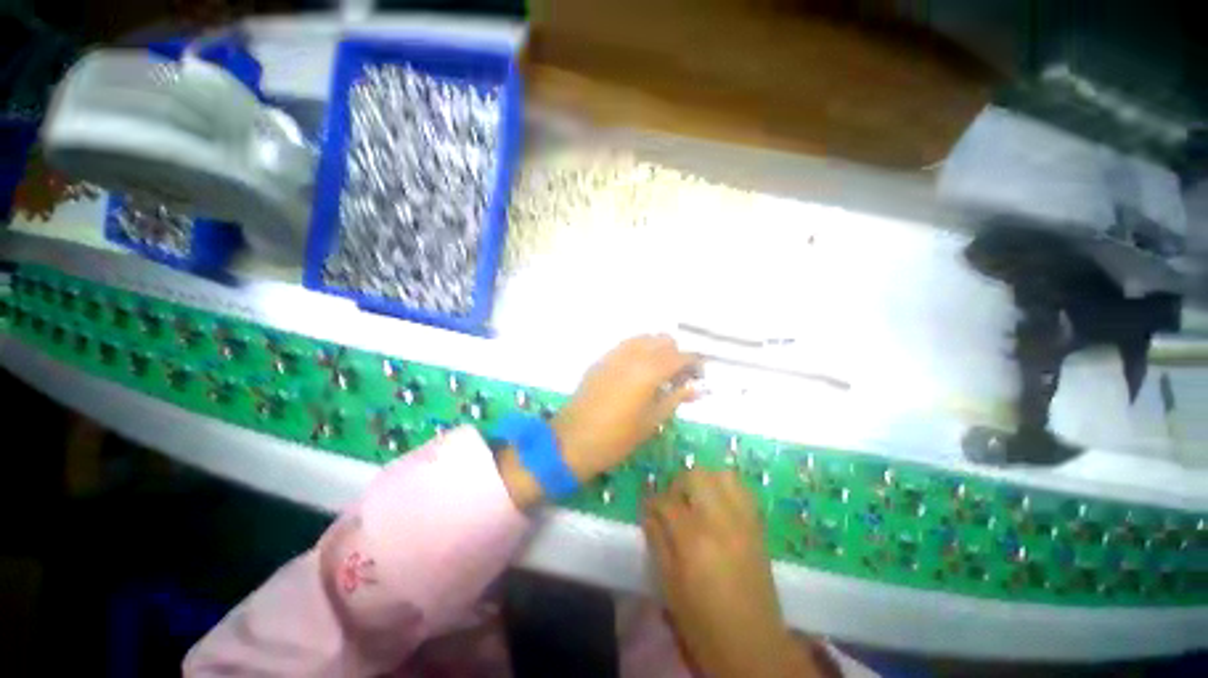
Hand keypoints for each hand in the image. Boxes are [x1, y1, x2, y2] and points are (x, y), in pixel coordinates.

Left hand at [551, 334, 699, 482]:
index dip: (695, 363)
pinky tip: (638, 373)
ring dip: (657, 350)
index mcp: (649, 371)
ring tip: (659, 374)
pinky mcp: (601, 360)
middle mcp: (633, 355)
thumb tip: (697, 387)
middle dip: (676, 353)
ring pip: (644, 338)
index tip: (700, 376)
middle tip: (679, 377)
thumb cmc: (617, 438)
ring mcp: (614, 355)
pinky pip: (626, 346)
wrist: (572, 441)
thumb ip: (675, 398)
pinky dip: (639, 351)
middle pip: (663, 340)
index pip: (681, 356)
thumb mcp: (652, 421)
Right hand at [644, 470, 823, 677]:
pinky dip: (727, 488)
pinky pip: (742, 490)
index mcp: (693, 539)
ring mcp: (743, 520)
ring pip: (722, 475)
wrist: (753, 646)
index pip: (666, 501)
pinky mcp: (757, 526)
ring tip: (697, 499)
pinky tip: (718, 504)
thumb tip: (649, 514)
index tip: (648, 508)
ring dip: (705, 481)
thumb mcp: (669, 586)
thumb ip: (657, 542)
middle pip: (696, 476)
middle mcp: (720, 520)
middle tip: (673, 502)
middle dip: (678, 483)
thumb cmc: (703, 622)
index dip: (652, 501)